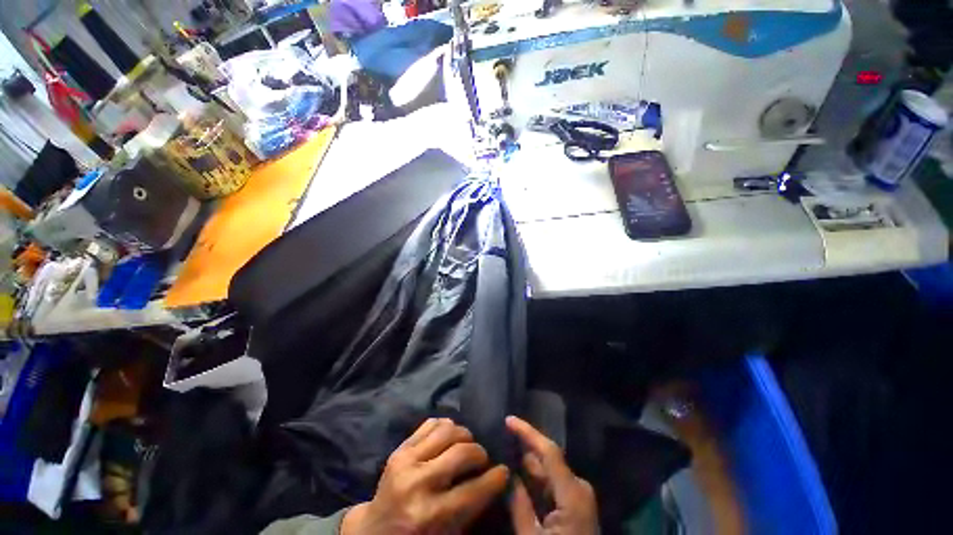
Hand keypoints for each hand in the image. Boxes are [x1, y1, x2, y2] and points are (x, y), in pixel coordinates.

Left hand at [342, 418, 508, 534]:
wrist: (373, 532)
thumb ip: (471, 507)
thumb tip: (496, 477)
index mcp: (431, 516)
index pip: (474, 490)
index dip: (495, 478)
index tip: (504, 471)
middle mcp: (418, 484)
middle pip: (462, 452)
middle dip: (480, 453)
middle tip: (484, 459)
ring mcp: (406, 461)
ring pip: (448, 429)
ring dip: (464, 435)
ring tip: (467, 445)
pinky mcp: (399, 448)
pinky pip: (431, 423)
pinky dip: (446, 425)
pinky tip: (449, 437)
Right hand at [506, 416, 598, 534]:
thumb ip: (519, 504)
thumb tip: (507, 474)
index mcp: (573, 493)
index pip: (549, 451)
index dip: (528, 432)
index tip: (508, 420)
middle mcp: (578, 488)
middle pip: (547, 460)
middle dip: (524, 450)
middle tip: (500, 441)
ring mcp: (579, 496)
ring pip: (548, 473)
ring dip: (528, 466)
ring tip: (505, 455)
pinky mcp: (575, 505)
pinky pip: (552, 485)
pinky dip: (535, 481)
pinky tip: (518, 478)